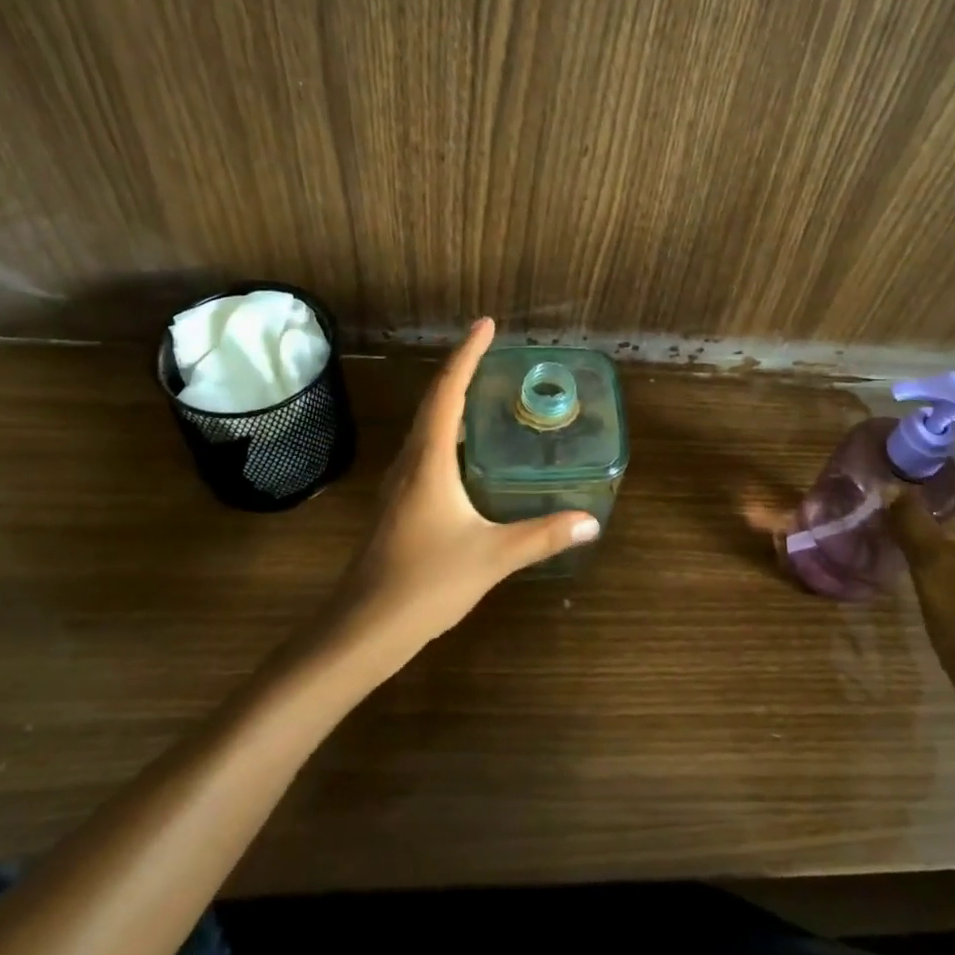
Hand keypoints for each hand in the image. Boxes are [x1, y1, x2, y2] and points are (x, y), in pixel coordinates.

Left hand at [323, 318, 599, 654]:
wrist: (363, 628)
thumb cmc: (425, 582)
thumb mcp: (492, 556)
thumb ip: (542, 536)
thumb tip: (591, 522)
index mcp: (429, 461)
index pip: (448, 392)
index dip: (467, 355)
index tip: (486, 325)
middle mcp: (410, 462)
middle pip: (433, 401)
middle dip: (460, 369)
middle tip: (490, 349)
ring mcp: (400, 485)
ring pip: (426, 427)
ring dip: (450, 400)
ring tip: (482, 389)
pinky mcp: (399, 505)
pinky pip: (425, 450)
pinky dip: (447, 431)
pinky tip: (466, 451)